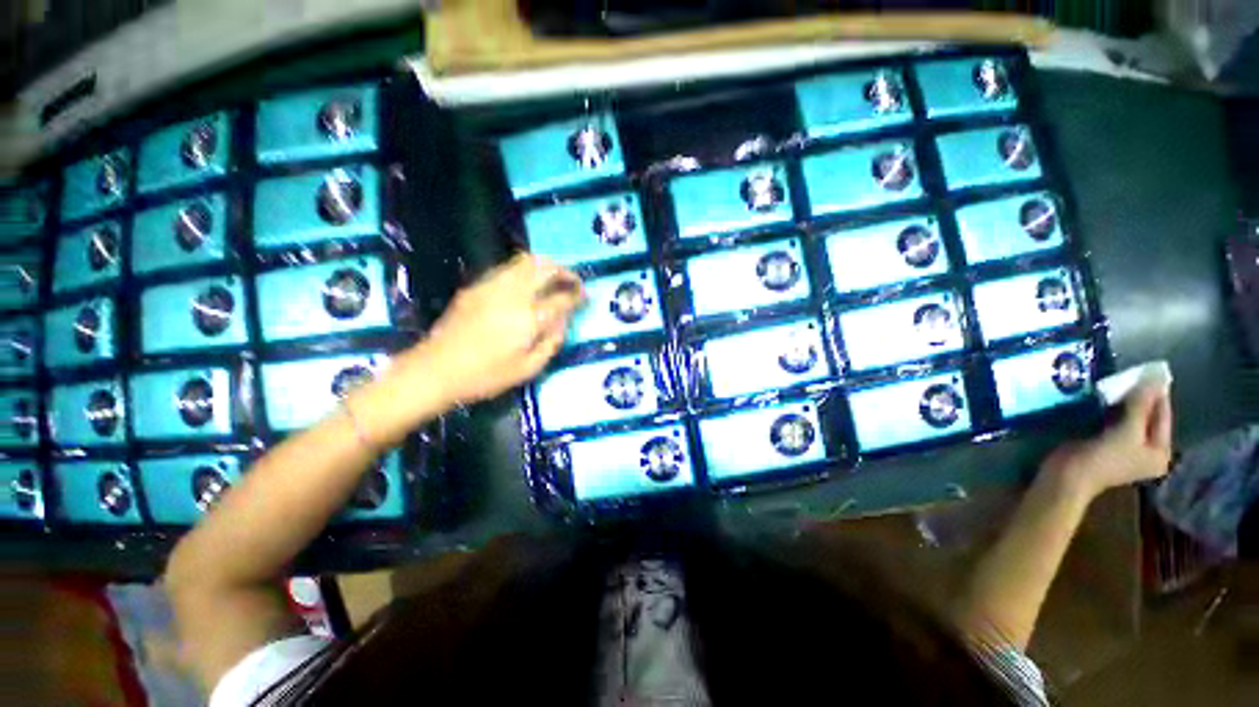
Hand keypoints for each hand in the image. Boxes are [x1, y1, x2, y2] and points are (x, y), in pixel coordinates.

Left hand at [401, 253, 583, 405]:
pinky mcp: (476, 286)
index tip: (585, 296)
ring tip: (552, 278)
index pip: (562, 298)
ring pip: (525, 261)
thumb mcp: (528, 369)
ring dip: (545, 266)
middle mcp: (513, 294)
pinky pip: (507, 268)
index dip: (577, 295)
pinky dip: (524, 270)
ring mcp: (492, 286)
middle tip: (572, 282)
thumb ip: (551, 342)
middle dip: (564, 271)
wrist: (435, 370)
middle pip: (545, 268)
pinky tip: (526, 284)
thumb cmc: (486, 376)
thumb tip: (563, 322)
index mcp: (529, 318)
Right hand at [1040, 382, 1173, 501]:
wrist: (1067, 476)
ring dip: (1122, 401)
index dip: (1157, 393)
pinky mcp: (1105, 442)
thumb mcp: (1126, 432)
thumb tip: (1154, 378)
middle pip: (1147, 416)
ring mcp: (1125, 446)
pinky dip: (1110, 408)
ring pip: (1130, 417)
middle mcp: (1147, 449)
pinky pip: (1113, 420)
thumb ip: (1141, 406)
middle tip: (1129, 374)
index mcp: (1160, 451)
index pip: (1163, 415)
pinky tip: (1102, 397)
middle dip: (1138, 397)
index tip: (1149, 369)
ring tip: (1115, 381)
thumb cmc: (1103, 459)